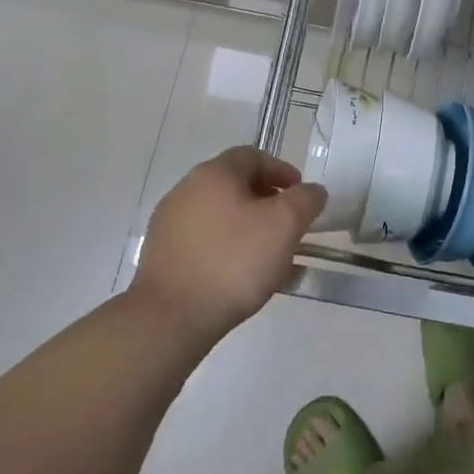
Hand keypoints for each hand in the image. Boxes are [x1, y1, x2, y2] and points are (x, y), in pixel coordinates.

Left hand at [131, 147, 326, 342]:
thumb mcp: (285, 224)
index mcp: (214, 174)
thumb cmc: (234, 261)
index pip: (253, 156)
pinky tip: (242, 275)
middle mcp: (186, 189)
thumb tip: (311, 191)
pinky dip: (227, 247)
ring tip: (270, 255)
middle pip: (234, 184)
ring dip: (247, 226)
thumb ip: (305, 200)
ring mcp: (169, 223)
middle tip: (289, 224)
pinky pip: (204, 241)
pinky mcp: (162, 255)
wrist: (171, 317)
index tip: (301, 194)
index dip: (282, 170)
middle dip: (266, 201)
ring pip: (219, 215)